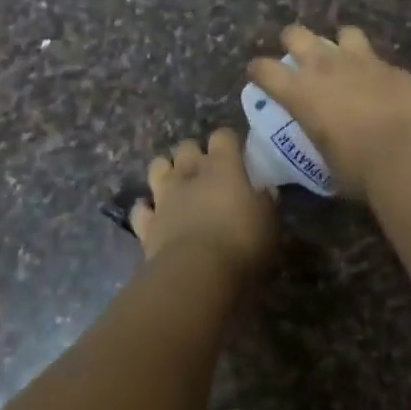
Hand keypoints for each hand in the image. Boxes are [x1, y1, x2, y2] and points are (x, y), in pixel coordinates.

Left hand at [130, 129, 278, 273]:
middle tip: (207, 171)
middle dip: (195, 153)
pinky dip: (147, 209)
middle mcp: (190, 174)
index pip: (223, 136)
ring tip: (177, 183)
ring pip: (158, 167)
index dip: (229, 141)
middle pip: (187, 146)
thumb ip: (265, 202)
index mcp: (223, 167)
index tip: (238, 153)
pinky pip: (141, 209)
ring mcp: (164, 197)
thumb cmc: (241, 242)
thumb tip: (265, 191)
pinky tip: (154, 215)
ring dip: (166, 170)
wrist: (196, 273)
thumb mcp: (269, 222)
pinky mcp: (147, 224)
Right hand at [246, 25, 410, 200]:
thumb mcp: (324, 162)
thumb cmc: (359, 169)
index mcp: (300, 91)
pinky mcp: (393, 67)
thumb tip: (321, 149)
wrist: (410, 155)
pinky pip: (378, 59)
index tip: (258, 76)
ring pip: (344, 33)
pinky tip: (380, 86)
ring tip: (344, 61)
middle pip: (296, 34)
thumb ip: (318, 144)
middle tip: (297, 58)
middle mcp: (326, 67)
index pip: (265, 69)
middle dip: (292, 42)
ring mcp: (362, 61)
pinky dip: (374, 69)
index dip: (258, 71)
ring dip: (340, 45)